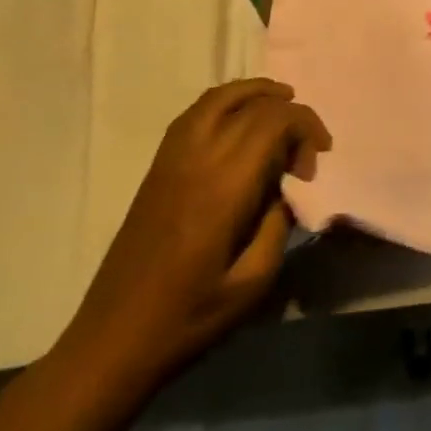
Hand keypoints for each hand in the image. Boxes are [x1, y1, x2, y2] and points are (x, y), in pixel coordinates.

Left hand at [58, 78, 330, 384]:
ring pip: (221, 96)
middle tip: (305, 148)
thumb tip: (287, 189)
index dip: (306, 127)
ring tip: (283, 103)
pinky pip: (197, 111)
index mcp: (225, 185)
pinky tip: (241, 119)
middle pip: (254, 104)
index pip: (275, 121)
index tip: (316, 162)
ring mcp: (173, 155)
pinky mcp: (158, 163)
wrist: (113, 338)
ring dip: (257, 92)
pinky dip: (227, 101)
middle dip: (290, 113)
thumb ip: (278, 224)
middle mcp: (199, 156)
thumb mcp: (253, 283)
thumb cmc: (188, 316)